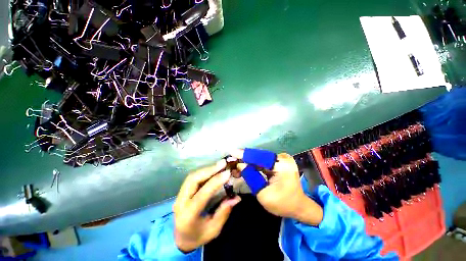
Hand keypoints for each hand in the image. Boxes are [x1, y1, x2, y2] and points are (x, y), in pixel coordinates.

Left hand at [173, 160, 240, 252]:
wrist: (181, 239)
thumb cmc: (198, 236)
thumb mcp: (213, 230)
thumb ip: (224, 212)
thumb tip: (237, 197)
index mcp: (188, 215)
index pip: (202, 195)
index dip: (215, 182)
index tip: (227, 173)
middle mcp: (181, 202)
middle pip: (193, 180)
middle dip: (209, 170)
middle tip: (223, 163)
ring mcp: (179, 195)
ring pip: (192, 176)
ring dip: (207, 169)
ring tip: (220, 164)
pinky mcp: (182, 191)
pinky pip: (193, 177)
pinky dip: (204, 171)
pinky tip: (213, 169)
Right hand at [231, 149, 322, 225]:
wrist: (298, 206)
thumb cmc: (283, 204)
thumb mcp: (263, 194)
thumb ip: (251, 177)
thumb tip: (240, 165)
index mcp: (282, 166)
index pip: (259, 157)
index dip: (245, 154)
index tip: (232, 152)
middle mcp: (282, 158)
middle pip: (259, 156)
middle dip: (245, 158)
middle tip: (232, 159)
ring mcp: (281, 159)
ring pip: (260, 158)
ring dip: (248, 161)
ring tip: (236, 164)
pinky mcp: (279, 162)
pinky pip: (263, 161)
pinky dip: (254, 164)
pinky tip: (245, 166)